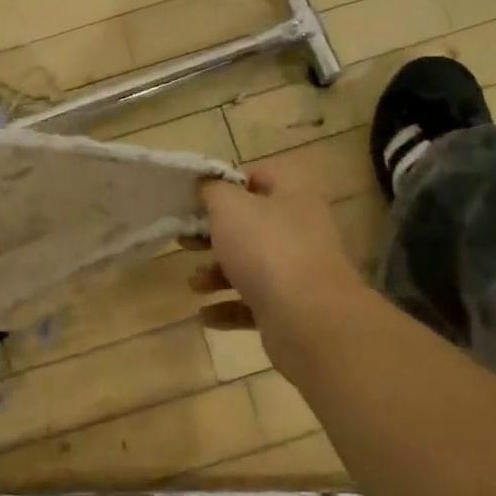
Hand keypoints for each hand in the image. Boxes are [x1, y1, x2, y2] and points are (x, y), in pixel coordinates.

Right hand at [193, 164, 368, 368]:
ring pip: (252, 265)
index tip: (200, 198)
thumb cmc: (266, 248)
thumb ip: (213, 190)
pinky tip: (206, 315)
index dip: (229, 183)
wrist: (308, 320)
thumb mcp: (229, 207)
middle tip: (186, 239)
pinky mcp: (293, 308)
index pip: (261, 176)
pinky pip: (255, 302)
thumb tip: (207, 185)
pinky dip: (229, 306)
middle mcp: (301, 229)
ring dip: (218, 273)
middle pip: (252, 224)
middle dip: (215, 234)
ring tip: (194, 284)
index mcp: (293, 195)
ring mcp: (300, 271)